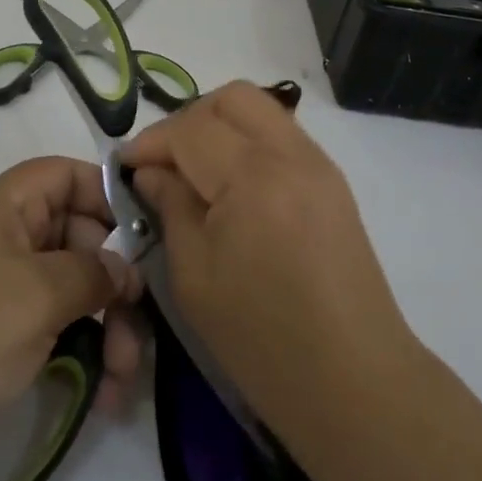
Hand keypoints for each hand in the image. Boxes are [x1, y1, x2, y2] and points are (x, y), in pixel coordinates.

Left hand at [0, 155, 143, 480]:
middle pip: (74, 235)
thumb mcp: (39, 295)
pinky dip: (79, 350)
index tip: (148, 235)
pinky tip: (103, 393)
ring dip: (104, 325)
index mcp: (1, 206)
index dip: (108, 195)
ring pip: (67, 287)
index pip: (65, 175)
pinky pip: (49, 324)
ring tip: (124, 378)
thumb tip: (124, 269)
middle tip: (140, 325)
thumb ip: (94, 272)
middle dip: (113, 280)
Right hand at [125, 85, 481, 480]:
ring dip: (220, 125)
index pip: (190, 129)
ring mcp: (319, 164)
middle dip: (189, 119)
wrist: (355, 382)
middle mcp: (291, 154)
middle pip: (232, 98)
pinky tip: (232, 183)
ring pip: (261, 109)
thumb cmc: (263, 340)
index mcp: (253, 177)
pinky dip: (249, 141)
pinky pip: (282, 134)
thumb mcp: (195, 277)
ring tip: (195, 169)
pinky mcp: (333, 181)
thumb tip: (150, 172)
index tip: (126, 166)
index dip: (151, 142)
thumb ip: (170, 208)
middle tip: (164, 161)